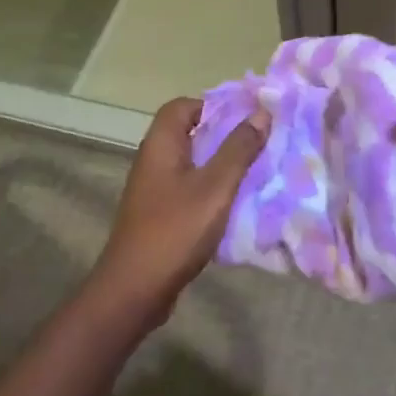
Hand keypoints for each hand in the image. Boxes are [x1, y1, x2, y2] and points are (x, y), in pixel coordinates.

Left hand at [91, 97, 268, 322]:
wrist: (135, 289)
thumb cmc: (175, 229)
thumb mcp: (215, 187)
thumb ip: (238, 149)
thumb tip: (261, 112)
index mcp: (161, 144)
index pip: (183, 106)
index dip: (213, 105)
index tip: (245, 117)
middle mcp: (153, 159)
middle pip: (189, 133)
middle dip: (223, 135)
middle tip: (258, 143)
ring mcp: (153, 189)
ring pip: (191, 163)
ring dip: (220, 165)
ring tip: (254, 171)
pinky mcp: (159, 214)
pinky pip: (189, 189)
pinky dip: (211, 190)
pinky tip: (235, 204)